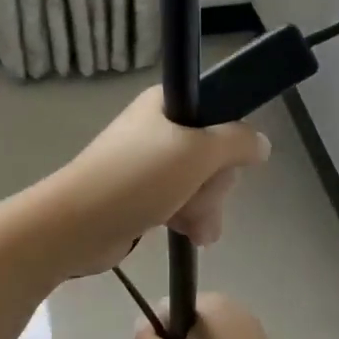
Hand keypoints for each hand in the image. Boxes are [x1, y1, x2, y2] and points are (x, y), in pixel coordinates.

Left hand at [43, 88, 269, 277]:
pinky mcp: (140, 195)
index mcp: (165, 105)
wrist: (77, 225)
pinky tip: (189, 234)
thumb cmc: (137, 178)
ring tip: (194, 226)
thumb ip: (237, 143)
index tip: (225, 162)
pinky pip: (179, 201)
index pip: (217, 112)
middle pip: (211, 153)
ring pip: (198, 182)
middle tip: (201, 197)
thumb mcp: (198, 152)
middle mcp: (157, 129)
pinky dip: (187, 216)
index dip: (228, 141)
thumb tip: (262, 144)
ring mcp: (147, 163)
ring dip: (204, 206)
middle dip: (214, 184)